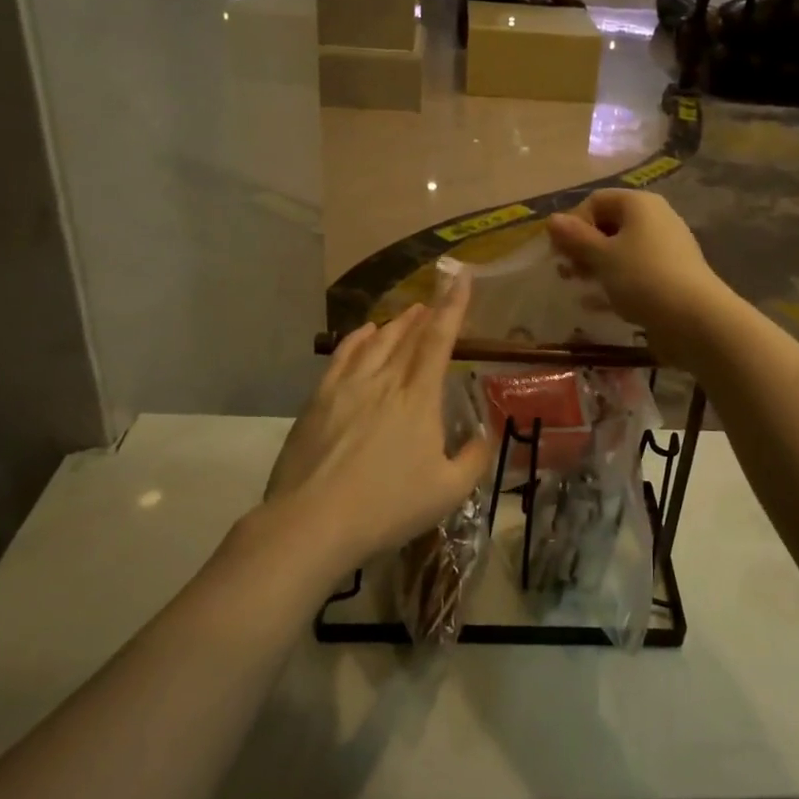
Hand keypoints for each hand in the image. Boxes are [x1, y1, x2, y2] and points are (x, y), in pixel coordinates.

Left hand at [264, 267, 489, 573]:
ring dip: (395, 324)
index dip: (453, 306)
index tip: (462, 277)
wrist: (313, 521)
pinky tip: (363, 333)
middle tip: (435, 299)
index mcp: (418, 399)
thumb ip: (474, 459)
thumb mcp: (448, 492)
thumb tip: (484, 436)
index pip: (439, 340)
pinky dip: (357, 339)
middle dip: (425, 314)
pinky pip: (342, 356)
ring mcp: (347, 387)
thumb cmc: (388, 507)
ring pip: (375, 342)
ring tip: (407, 313)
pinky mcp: (319, 400)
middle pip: (407, 336)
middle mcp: (384, 381)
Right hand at [546, 190, 731, 365]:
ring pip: (622, 250)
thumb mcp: (602, 256)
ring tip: (578, 285)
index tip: (559, 251)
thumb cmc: (642, 278)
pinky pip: (635, 271)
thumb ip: (575, 238)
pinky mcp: (671, 275)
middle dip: (583, 246)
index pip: (596, 201)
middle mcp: (656, 218)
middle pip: (610, 224)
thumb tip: (552, 219)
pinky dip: (616, 281)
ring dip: (596, 265)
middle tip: (566, 271)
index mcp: (639, 204)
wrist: (695, 319)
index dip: (573, 222)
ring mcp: (667, 248)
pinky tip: (598, 303)